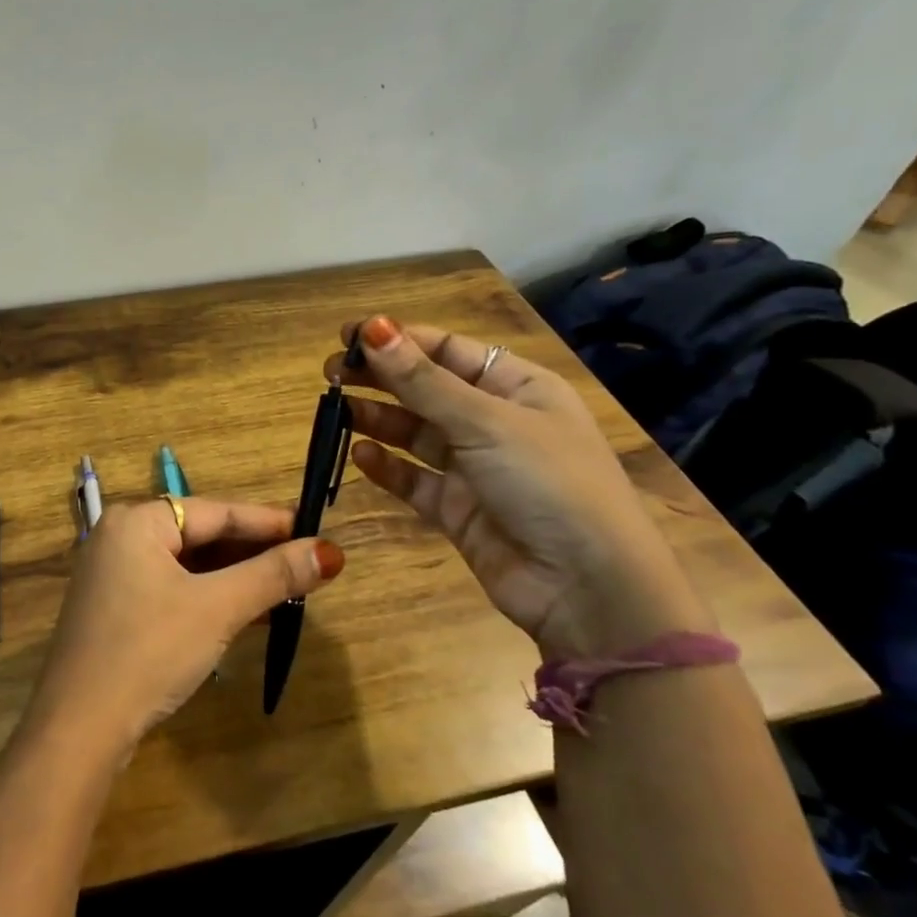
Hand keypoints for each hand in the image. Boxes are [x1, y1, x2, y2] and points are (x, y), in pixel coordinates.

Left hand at [23, 499, 344, 761]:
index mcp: (136, 520)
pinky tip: (248, 614)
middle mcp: (120, 536)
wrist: (79, 726)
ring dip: (235, 578)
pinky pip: (172, 588)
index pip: (217, 511)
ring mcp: (113, 574)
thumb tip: (330, 552)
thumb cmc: (149, 651)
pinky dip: (209, 598)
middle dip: (254, 552)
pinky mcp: (115, 608)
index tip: (317, 529)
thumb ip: (272, 576)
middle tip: (307, 562)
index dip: (270, 522)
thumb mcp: (217, 609)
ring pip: (188, 565)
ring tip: (288, 588)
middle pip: (201, 535)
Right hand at [329, 315, 708, 657]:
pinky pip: (413, 479)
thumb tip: (373, 328)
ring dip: (377, 419)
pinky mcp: (457, 509)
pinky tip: (360, 456)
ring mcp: (475, 467)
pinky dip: (387, 467)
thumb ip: (423, 381)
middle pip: (426, 389)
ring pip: (414, 434)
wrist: (587, 588)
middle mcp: (495, 422)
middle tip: (329, 373)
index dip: (399, 339)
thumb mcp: (486, 423)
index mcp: (517, 387)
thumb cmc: (549, 483)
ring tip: (336, 411)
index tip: (347, 335)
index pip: (448, 350)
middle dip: (380, 378)